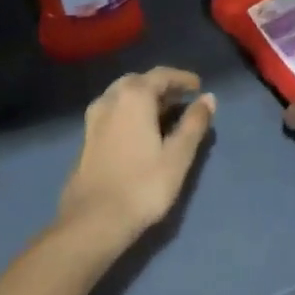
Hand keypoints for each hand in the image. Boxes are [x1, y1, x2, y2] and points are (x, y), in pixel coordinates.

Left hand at [57, 67, 216, 254]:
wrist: (94, 220)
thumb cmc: (143, 186)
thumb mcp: (177, 156)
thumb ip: (194, 124)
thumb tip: (208, 99)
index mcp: (133, 97)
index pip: (161, 75)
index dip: (182, 78)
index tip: (198, 86)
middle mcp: (110, 99)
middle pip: (139, 82)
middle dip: (161, 86)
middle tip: (182, 99)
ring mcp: (94, 118)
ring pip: (122, 96)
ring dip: (144, 98)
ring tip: (164, 113)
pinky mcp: (87, 137)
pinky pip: (113, 111)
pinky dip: (130, 111)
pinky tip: (140, 130)